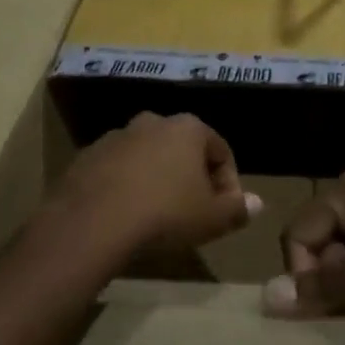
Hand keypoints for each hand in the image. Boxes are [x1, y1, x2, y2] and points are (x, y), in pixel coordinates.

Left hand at [48, 112, 258, 267]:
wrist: (92, 222)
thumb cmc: (165, 214)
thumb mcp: (211, 219)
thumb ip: (237, 209)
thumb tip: (257, 203)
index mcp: (187, 128)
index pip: (220, 151)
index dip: (229, 183)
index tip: (226, 212)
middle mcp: (152, 122)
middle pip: (183, 150)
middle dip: (191, 178)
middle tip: (193, 212)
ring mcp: (116, 136)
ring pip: (148, 157)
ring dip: (157, 180)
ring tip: (157, 216)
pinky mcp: (87, 156)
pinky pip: (117, 170)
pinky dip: (126, 186)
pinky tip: (125, 215)